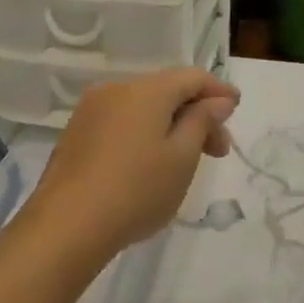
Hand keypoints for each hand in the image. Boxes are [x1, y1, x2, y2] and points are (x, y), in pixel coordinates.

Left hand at [24, 68, 239, 262]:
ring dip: (170, 125)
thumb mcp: (182, 158)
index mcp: (146, 90)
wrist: (66, 225)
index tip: (237, 109)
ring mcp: (91, 110)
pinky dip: (143, 133)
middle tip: (218, 151)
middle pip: (166, 91)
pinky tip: (149, 164)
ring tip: (184, 161)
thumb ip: (202, 121)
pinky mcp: (76, 133)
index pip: (191, 77)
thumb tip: (218, 100)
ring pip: (142, 107)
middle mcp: (116, 89)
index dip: (218, 91)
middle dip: (196, 114)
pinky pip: (121, 122)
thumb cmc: (136, 190)